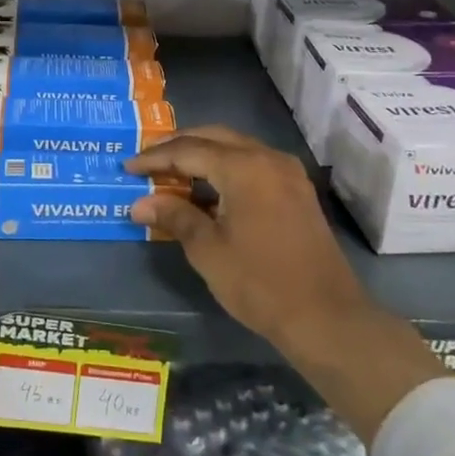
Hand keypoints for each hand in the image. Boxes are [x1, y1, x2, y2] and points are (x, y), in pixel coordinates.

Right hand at [126, 127, 444, 440]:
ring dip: (202, 155)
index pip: (188, 150)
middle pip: (213, 137)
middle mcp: (267, 158)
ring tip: (171, 173)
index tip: (127, 168)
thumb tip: (140, 203)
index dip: (154, 158)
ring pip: (234, 147)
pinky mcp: (296, 190)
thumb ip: (174, 216)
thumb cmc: (260, 283)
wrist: (327, 317)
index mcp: (243, 167)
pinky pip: (251, 163)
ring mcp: (287, 173)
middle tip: (147, 162)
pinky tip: (207, 188)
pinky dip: (224, 168)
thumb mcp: (208, 250)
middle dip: (177, 147)